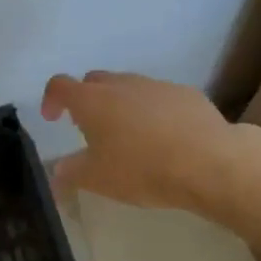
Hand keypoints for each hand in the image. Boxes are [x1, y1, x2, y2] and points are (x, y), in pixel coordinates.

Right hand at [40, 70, 238, 214]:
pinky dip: (153, 111)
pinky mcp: (185, 93)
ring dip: (121, 105)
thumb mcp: (98, 179)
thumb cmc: (142, 169)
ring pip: (128, 87)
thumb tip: (56, 173)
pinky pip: (159, 97)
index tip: (53, 118)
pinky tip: (165, 138)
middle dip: (87, 100)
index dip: (51, 99)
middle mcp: (121, 84)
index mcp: (92, 100)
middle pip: (94, 81)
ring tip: (130, 136)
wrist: (209, 161)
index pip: (60, 85)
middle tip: (91, 129)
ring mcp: (155, 85)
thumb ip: (70, 173)